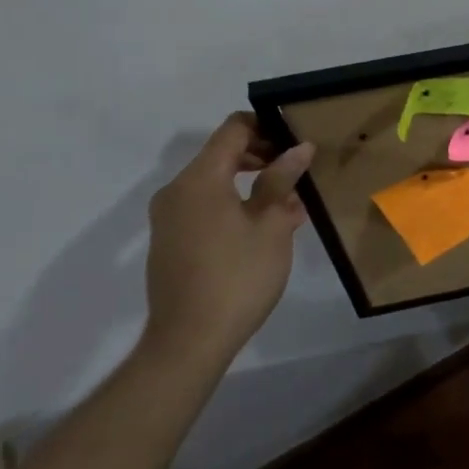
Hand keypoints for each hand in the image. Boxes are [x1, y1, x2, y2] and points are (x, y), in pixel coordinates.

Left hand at [140, 113, 314, 371]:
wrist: (188, 342)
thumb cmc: (237, 276)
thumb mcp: (271, 224)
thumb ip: (282, 180)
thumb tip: (299, 148)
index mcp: (200, 179)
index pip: (233, 129)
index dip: (267, 126)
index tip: (296, 141)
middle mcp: (177, 190)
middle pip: (223, 155)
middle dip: (263, 158)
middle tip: (298, 174)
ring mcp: (169, 218)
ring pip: (216, 183)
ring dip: (252, 185)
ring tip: (289, 207)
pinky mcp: (170, 242)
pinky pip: (206, 208)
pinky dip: (235, 206)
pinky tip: (265, 230)